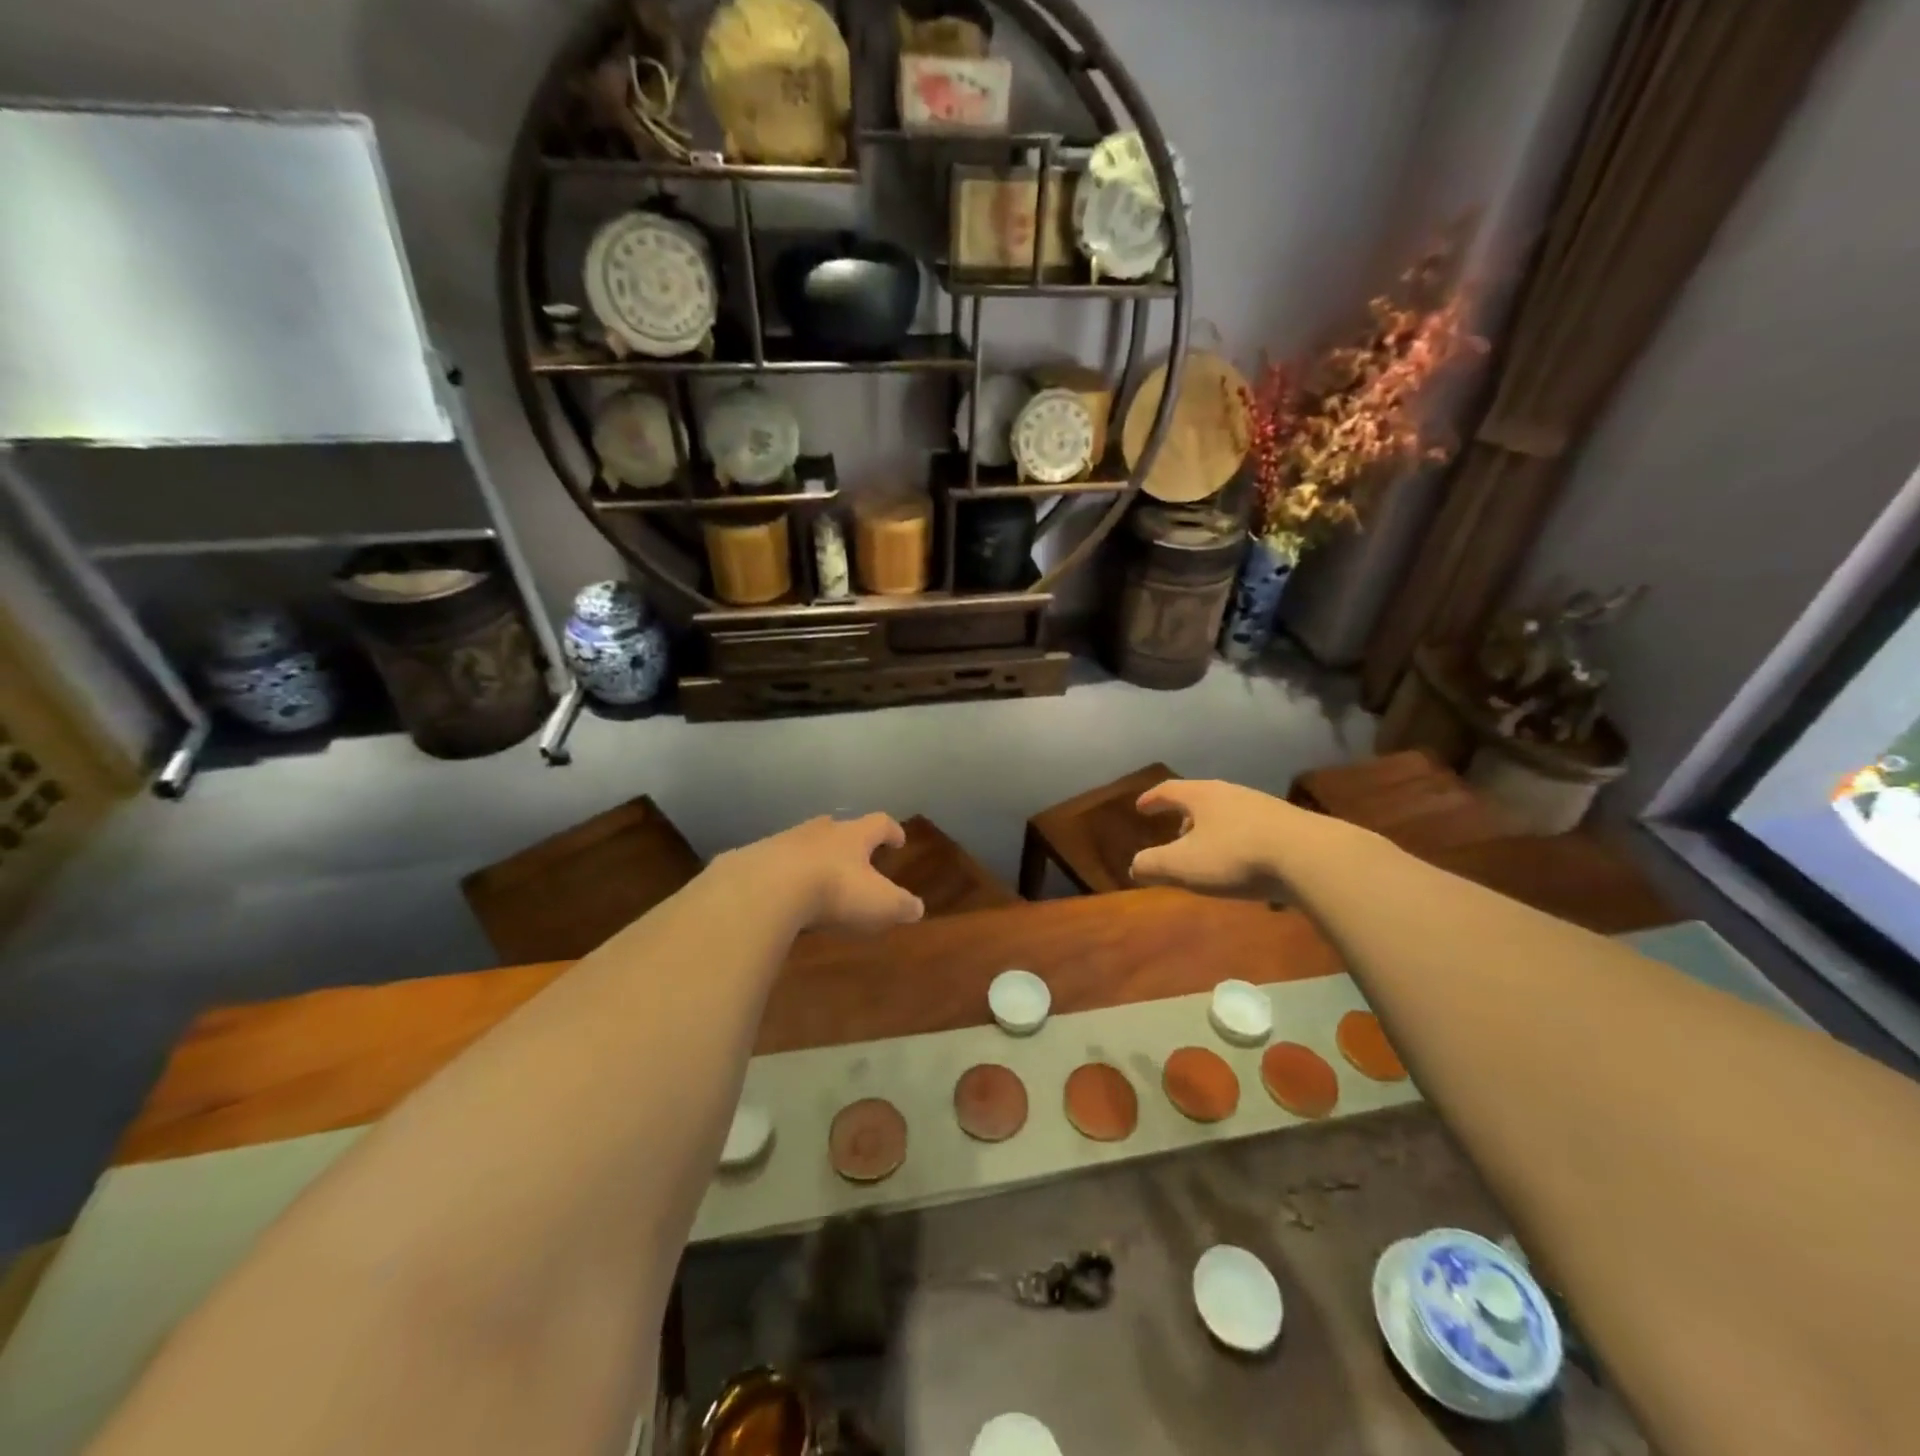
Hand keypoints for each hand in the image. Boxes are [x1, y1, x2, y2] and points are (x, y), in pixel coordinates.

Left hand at [725, 813, 924, 933]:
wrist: (766, 888)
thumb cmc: (834, 891)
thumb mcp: (879, 904)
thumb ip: (901, 905)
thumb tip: (918, 908)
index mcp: (853, 836)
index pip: (879, 823)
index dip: (891, 830)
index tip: (898, 840)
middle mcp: (819, 831)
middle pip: (837, 827)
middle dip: (847, 840)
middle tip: (854, 855)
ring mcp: (783, 841)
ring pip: (803, 843)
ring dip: (812, 856)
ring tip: (815, 877)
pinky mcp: (753, 859)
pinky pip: (773, 864)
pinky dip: (781, 875)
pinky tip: (780, 893)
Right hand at [1129, 779, 1311, 896]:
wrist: (1310, 857)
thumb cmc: (1236, 856)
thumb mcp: (1183, 865)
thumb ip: (1153, 864)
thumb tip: (1135, 866)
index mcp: (1202, 795)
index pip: (1169, 790)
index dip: (1152, 799)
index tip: (1140, 807)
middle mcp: (1232, 793)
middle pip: (1201, 798)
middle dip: (1185, 816)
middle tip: (1176, 833)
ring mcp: (1264, 806)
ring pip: (1228, 813)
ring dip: (1213, 830)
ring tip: (1209, 852)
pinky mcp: (1290, 825)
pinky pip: (1253, 829)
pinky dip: (1239, 841)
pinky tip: (1245, 864)